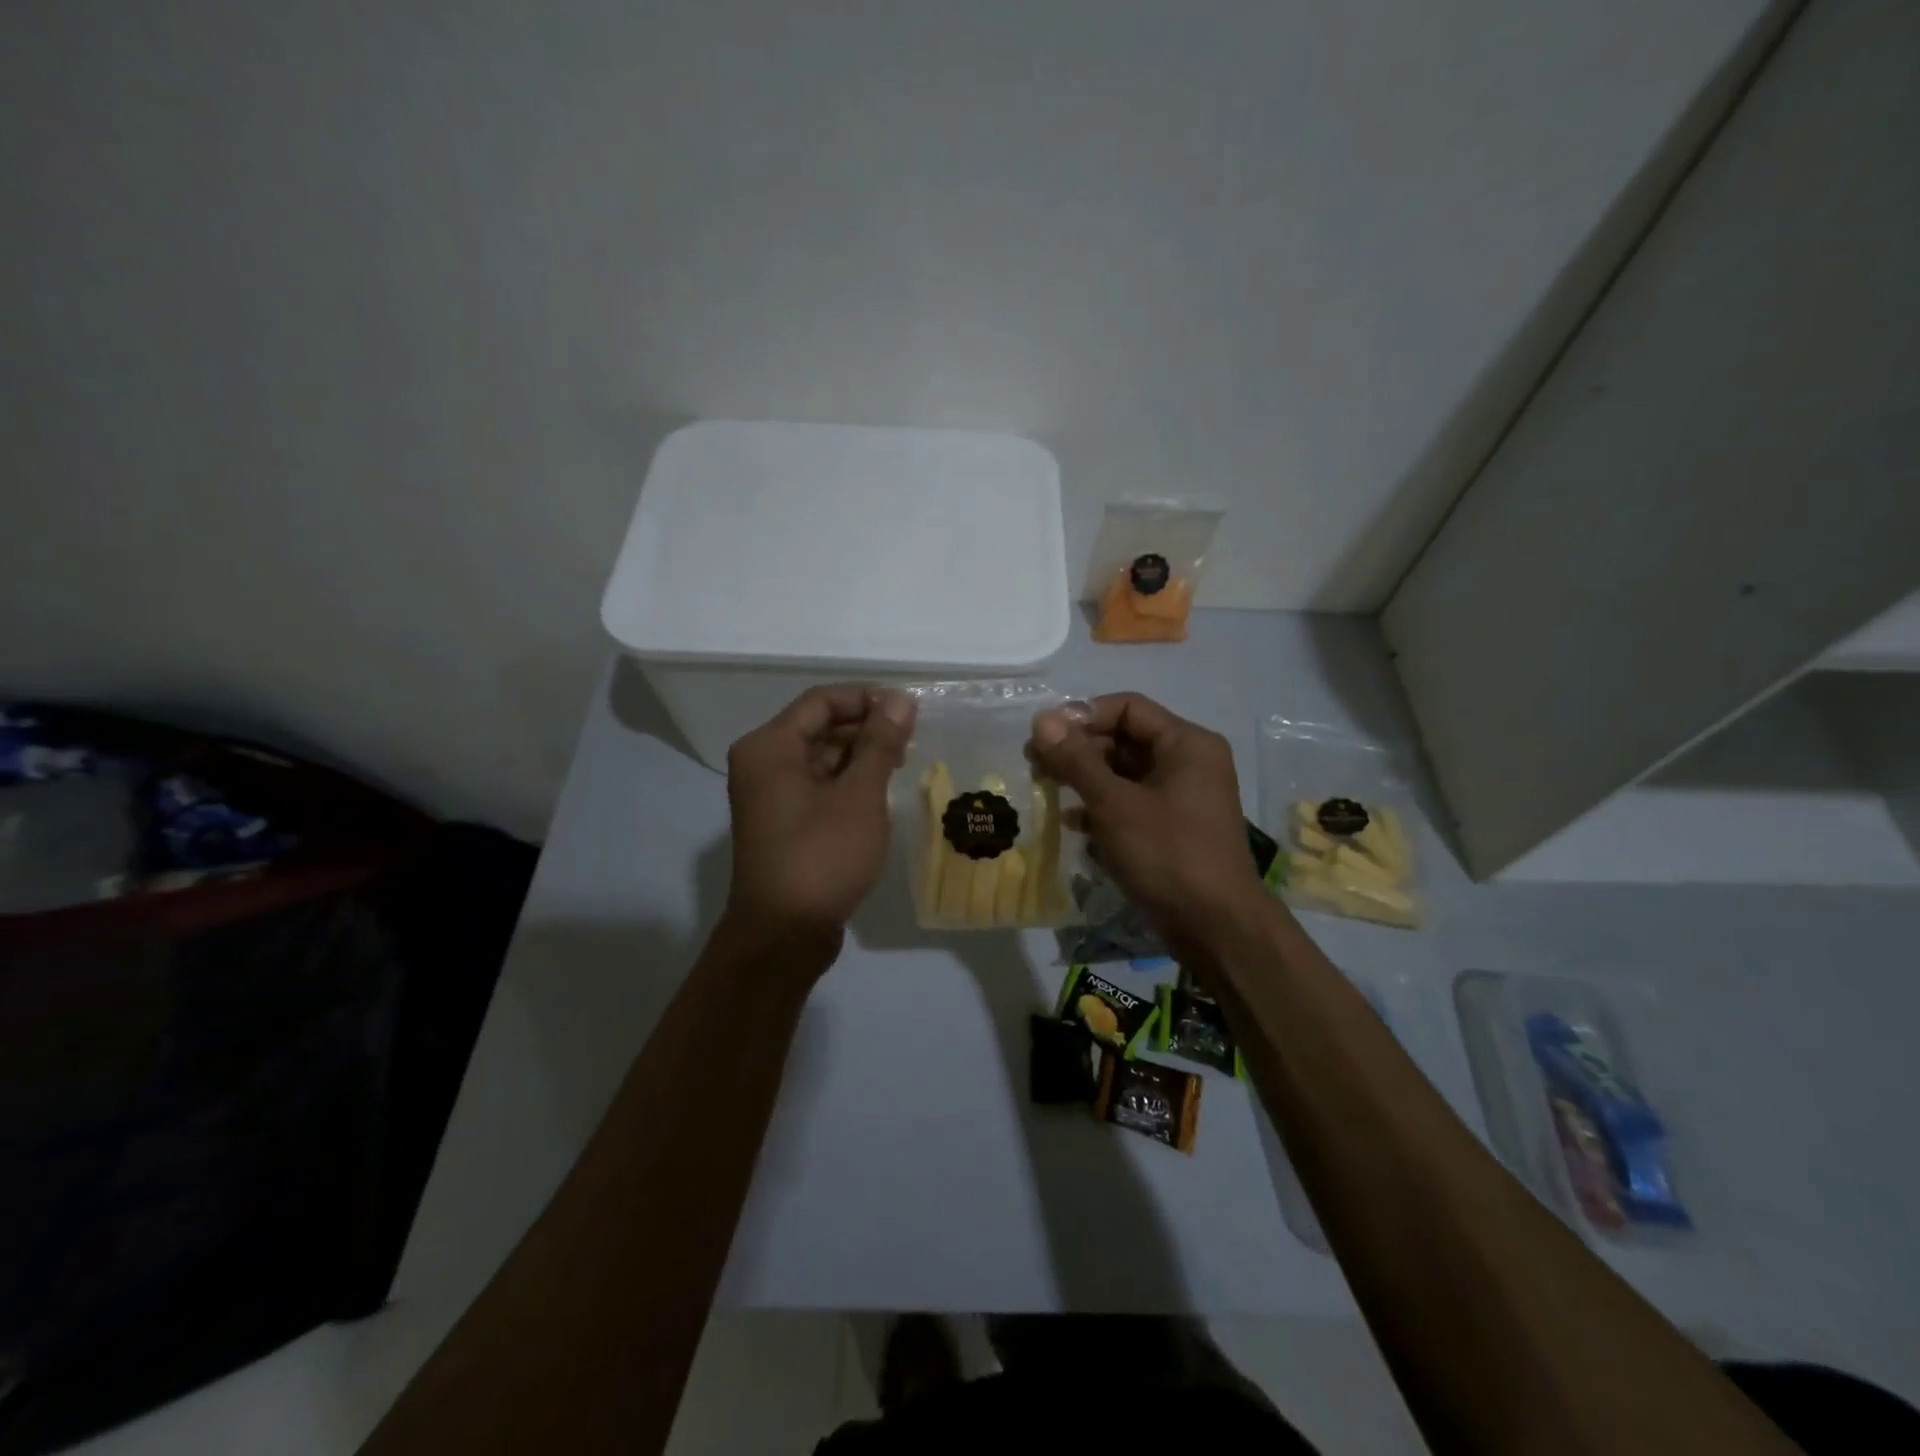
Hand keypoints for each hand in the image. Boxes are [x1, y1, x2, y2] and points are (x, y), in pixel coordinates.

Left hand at [722, 684, 915, 954]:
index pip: (822, 701)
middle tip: (914, 738)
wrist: (784, 934)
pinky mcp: (784, 822)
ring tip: (905, 763)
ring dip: (861, 756)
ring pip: (821, 757)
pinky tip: (882, 791)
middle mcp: (763, 763)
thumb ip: (880, 743)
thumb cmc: (822, 857)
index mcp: (770, 747)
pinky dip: (848, 782)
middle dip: (867, 728)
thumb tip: (899, 699)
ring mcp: (771, 795)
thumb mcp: (859, 795)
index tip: (910, 710)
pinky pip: (818, 785)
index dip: (867, 699)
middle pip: (819, 727)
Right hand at [1030, 692, 1269, 960]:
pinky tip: (1075, 826)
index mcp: (1186, 743)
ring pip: (1125, 774)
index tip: (1045, 737)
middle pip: (1125, 739)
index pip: (1127, 708)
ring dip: (1086, 781)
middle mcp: (1189, 762)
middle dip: (1080, 751)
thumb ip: (1076, 760)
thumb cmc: (1167, 854)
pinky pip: (1133, 803)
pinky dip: (1103, 809)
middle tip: (1037, 766)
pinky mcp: (1174, 828)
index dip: (1083, 716)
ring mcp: (1183, 797)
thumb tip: (1042, 720)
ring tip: (1049, 793)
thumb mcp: (1114, 804)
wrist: (1216, 927)